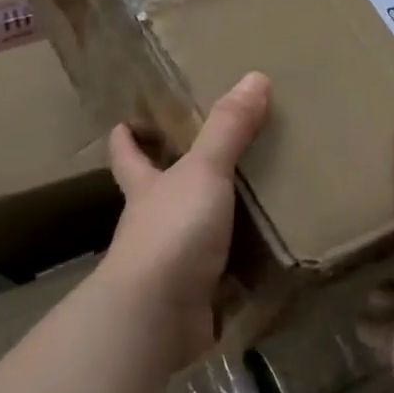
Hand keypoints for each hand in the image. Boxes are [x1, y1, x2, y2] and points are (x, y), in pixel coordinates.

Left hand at [101, 72, 270, 368]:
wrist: (158, 315)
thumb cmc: (172, 231)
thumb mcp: (203, 172)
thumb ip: (228, 129)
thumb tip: (254, 77)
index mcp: (147, 188)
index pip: (128, 156)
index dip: (126, 138)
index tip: (126, 122)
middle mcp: (152, 224)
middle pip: (157, 195)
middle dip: (173, 180)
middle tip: (210, 158)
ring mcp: (171, 265)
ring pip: (192, 236)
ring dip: (215, 225)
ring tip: (254, 206)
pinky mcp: (194, 299)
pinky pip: (221, 278)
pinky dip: (239, 270)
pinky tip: (267, 261)